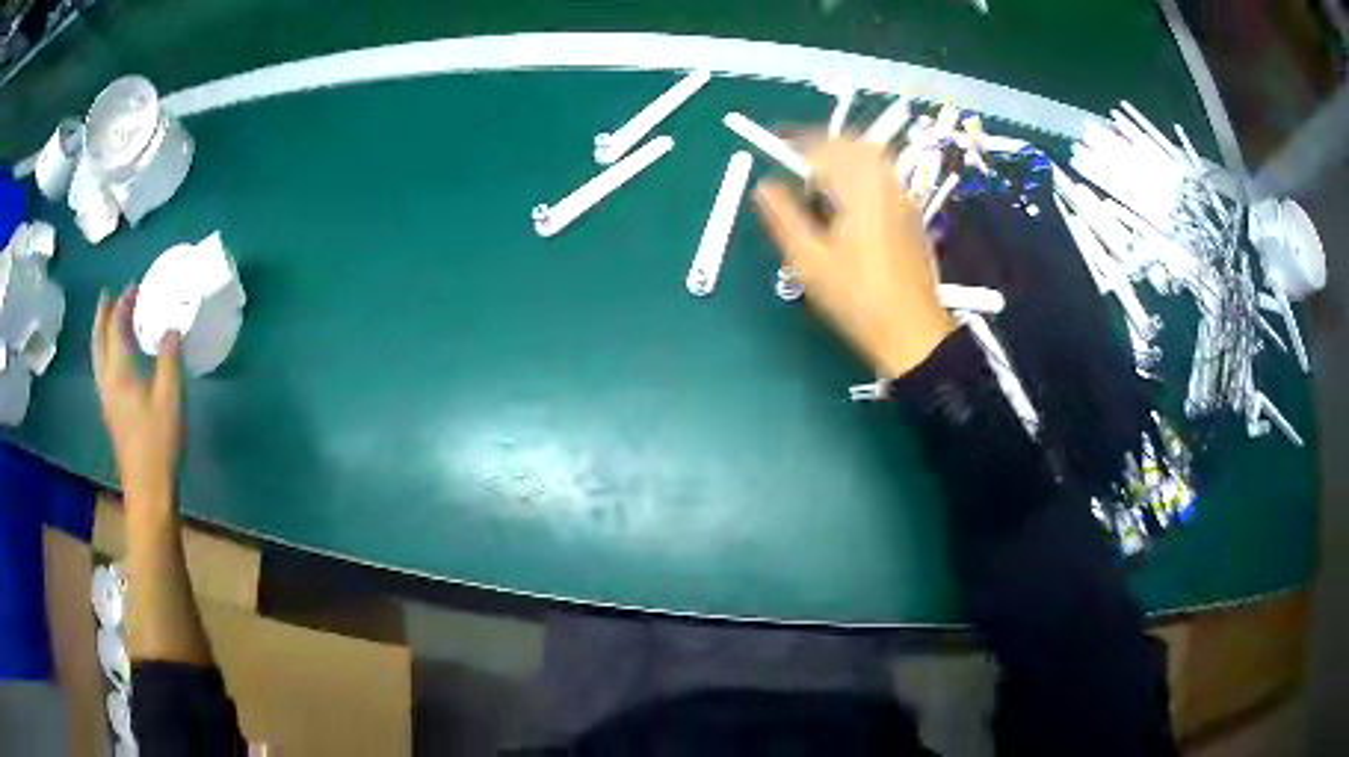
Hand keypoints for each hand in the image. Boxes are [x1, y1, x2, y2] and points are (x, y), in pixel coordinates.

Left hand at [92, 288, 184, 509]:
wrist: (148, 489)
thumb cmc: (159, 441)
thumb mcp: (171, 396)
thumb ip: (170, 357)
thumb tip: (170, 327)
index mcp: (120, 371)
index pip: (117, 326)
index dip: (124, 303)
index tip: (135, 285)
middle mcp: (108, 380)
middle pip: (99, 341)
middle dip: (103, 315)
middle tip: (108, 295)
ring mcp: (107, 399)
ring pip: (97, 357)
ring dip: (101, 334)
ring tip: (107, 321)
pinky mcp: (111, 414)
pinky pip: (102, 371)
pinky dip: (105, 353)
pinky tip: (114, 359)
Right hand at [753, 138, 954, 377]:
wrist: (912, 333)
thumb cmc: (857, 298)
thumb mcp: (808, 260)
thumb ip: (783, 216)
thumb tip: (763, 186)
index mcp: (860, 188)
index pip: (824, 146)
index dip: (796, 142)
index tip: (774, 144)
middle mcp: (886, 183)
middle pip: (852, 144)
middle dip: (821, 146)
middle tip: (796, 163)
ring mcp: (903, 199)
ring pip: (871, 159)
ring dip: (842, 160)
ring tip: (819, 186)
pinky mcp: (911, 215)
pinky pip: (882, 178)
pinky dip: (860, 176)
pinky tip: (847, 206)